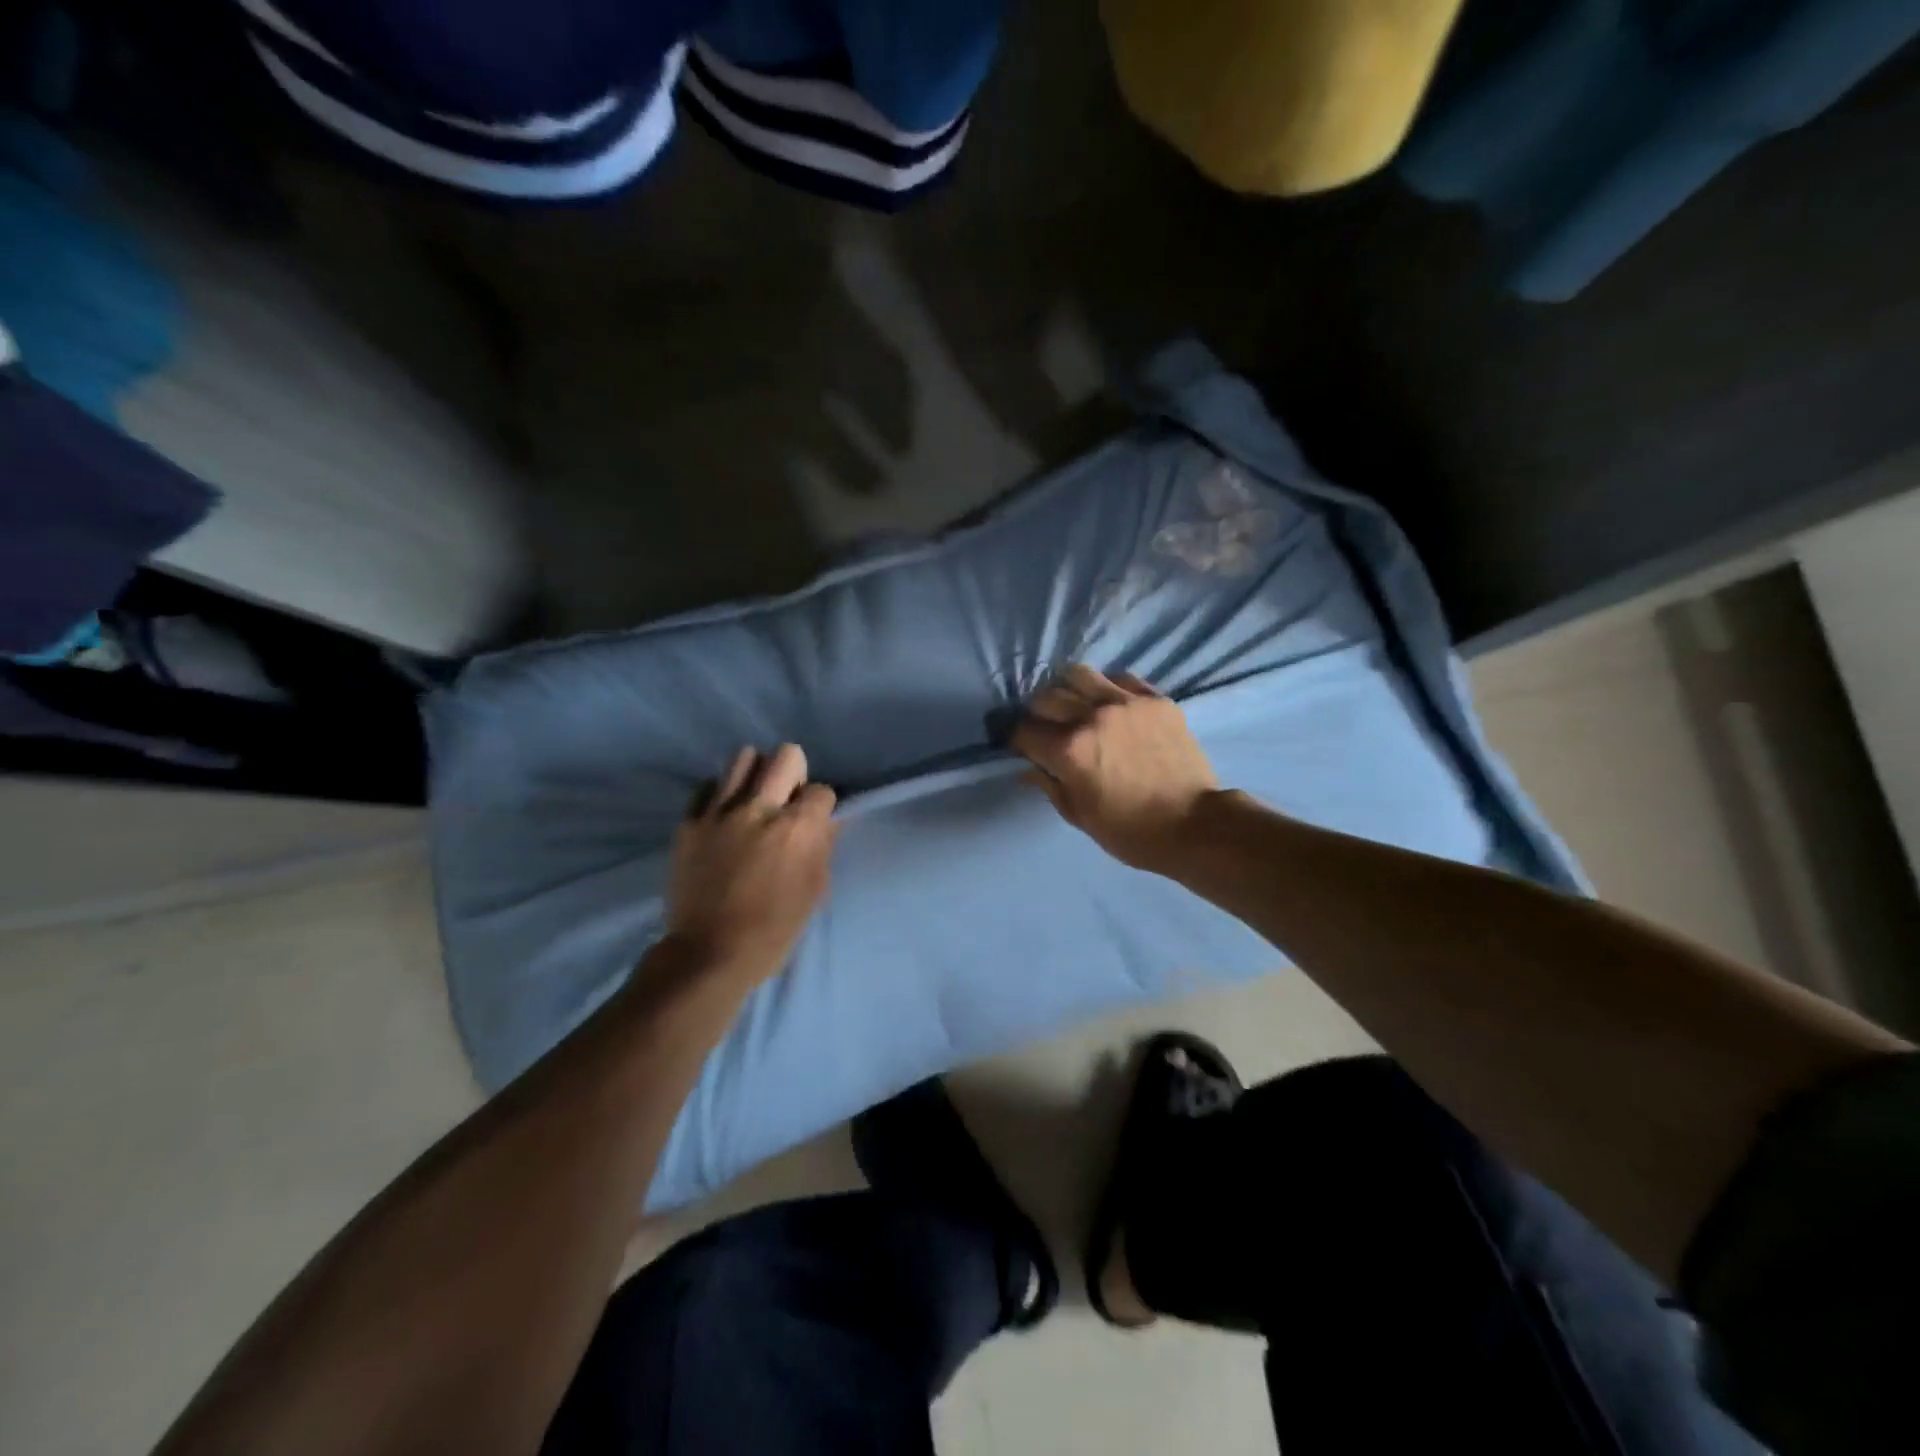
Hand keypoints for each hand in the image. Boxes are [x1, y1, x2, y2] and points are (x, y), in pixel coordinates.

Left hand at [665, 744, 836, 978]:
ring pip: (744, 758)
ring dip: (757, 774)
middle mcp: (759, 809)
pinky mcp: (689, 822)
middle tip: (787, 799)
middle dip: (795, 773)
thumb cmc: (773, 929)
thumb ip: (822, 846)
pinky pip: (708, 786)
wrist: (709, 953)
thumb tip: (826, 819)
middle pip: (787, 756)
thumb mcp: (814, 890)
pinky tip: (725, 816)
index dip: (821, 805)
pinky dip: (721, 794)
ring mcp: (719, 812)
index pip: (821, 790)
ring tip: (754, 799)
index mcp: (796, 829)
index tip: (814, 822)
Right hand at [1011, 665, 1219, 872]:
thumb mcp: (1080, 816)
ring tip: (1075, 704)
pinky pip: (1120, 678)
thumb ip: (1050, 786)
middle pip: (1046, 697)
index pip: (1023, 731)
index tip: (1022, 747)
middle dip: (1038, 713)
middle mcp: (1091, 716)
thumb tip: (1028, 768)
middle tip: (1046, 727)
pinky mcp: (1155, 699)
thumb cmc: (1131, 831)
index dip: (1017, 740)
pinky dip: (1107, 687)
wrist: (1195, 825)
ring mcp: (1125, 702)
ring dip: (1068, 689)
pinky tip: (1111, 704)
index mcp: (1068, 750)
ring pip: (1079, 674)